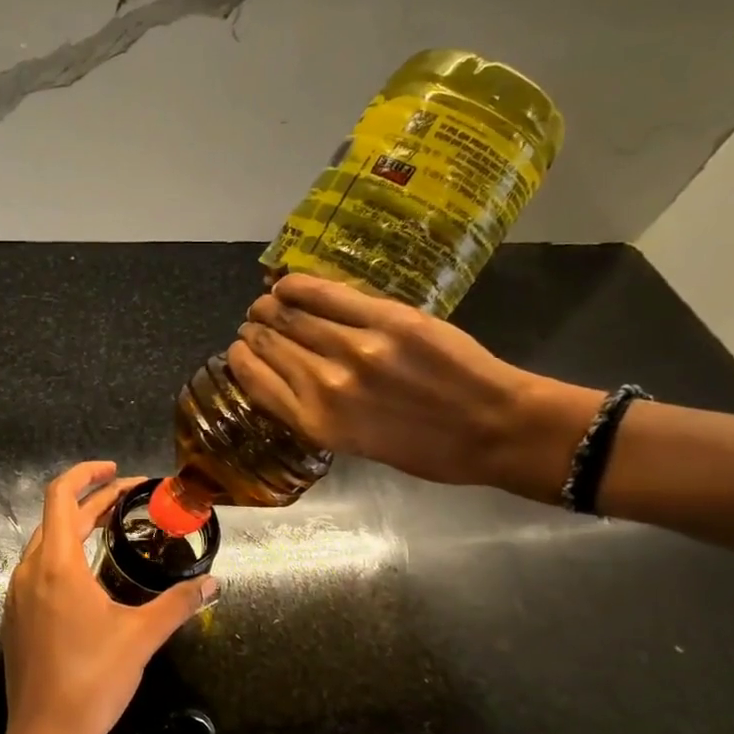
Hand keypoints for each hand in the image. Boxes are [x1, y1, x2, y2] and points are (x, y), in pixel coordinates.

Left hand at [0, 462, 217, 733]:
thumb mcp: (141, 637)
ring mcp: (16, 594)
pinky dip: (62, 554)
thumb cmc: (92, 681)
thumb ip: (178, 604)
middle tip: (129, 500)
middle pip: (57, 517)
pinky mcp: (14, 616)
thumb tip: (212, 584)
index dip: (87, 474)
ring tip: (111, 530)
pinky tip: (88, 575)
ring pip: (45, 542)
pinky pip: (37, 569)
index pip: (62, 495)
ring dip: (75, 527)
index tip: (118, 472)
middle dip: (92, 500)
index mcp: (56, 565)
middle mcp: (30, 571)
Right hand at [228, 275, 602, 501]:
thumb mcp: (355, 445)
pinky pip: (325, 294)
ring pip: (290, 315)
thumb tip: (281, 375)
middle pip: (268, 342)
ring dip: (270, 306)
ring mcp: (355, 348)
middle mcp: (325, 384)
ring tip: (269, 302)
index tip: (240, 350)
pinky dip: (297, 286)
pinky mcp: (386, 319)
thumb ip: (313, 411)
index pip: (254, 378)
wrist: (494, 429)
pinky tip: (286, 284)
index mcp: (316, 422)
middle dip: (254, 330)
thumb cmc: (425, 449)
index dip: (240, 358)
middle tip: (255, 322)